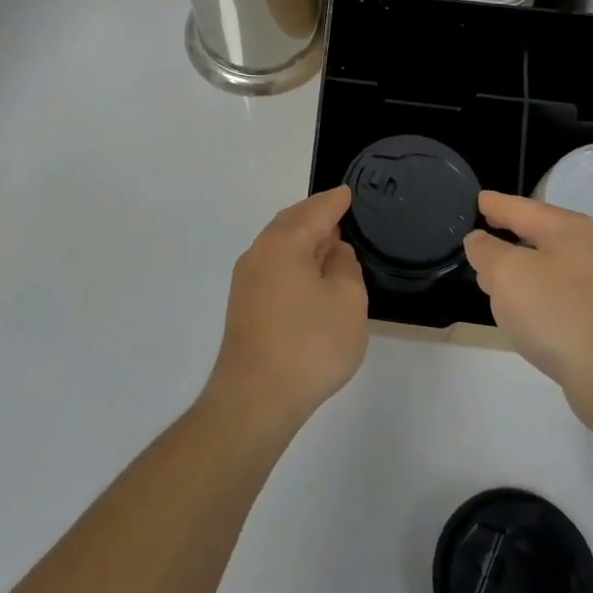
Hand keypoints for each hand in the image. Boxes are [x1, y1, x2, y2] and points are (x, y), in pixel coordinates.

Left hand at [206, 187, 368, 437]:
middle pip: (292, 223)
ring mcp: (247, 281)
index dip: (335, 201)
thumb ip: (346, 266)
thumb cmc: (309, 344)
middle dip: (316, 216)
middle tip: (340, 213)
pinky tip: (309, 277)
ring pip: (280, 245)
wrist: (255, 399)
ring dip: (304, 241)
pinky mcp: (244, 306)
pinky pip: (274, 267)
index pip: (315, 210)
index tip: (348, 193)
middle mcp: (259, 253)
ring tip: (329, 244)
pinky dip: (294, 262)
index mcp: (284, 242)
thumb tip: (333, 252)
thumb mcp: (347, 301)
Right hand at [465, 191, 592, 431]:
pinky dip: (533, 295)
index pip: (520, 207)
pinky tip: (520, 311)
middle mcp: (587, 249)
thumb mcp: (507, 273)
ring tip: (490, 278)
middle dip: (505, 236)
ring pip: (545, 266)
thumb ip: (486, 251)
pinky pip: (556, 295)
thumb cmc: (557, 312)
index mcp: (567, 228)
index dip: (494, 203)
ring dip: (517, 269)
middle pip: (536, 234)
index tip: (476, 198)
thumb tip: (479, 240)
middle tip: (476, 239)